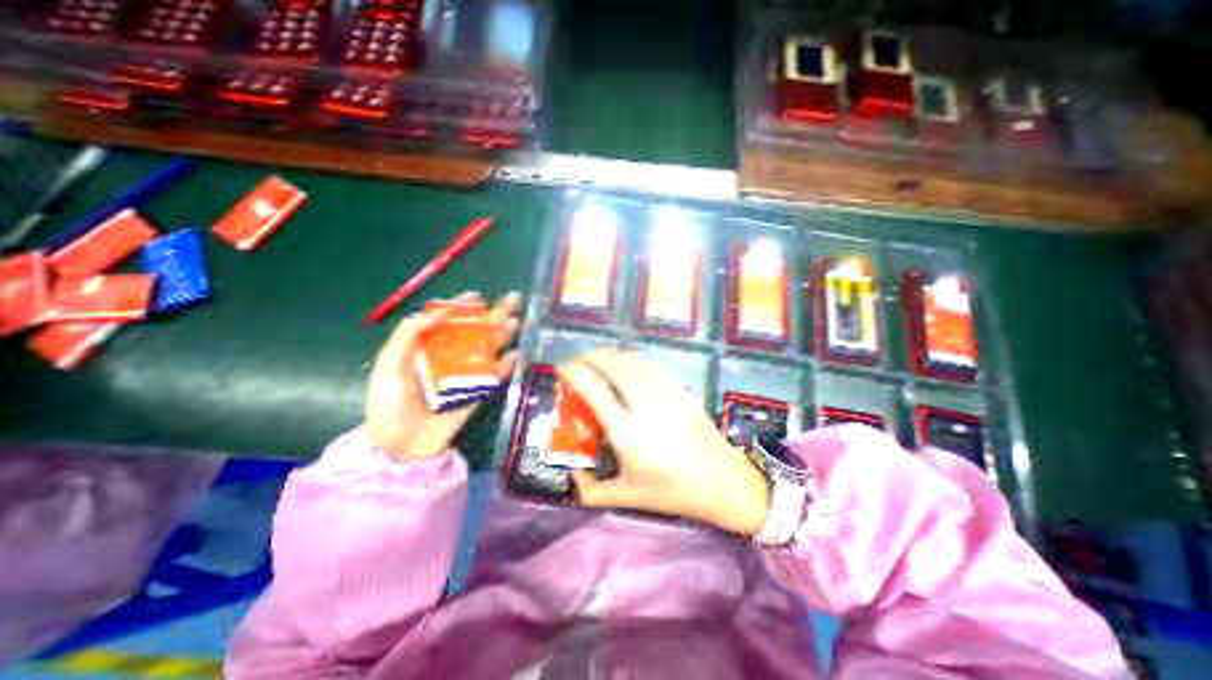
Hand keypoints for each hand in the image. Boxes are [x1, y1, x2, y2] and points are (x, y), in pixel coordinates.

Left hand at [370, 288, 520, 459]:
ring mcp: (466, 374)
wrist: (401, 446)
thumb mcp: (389, 365)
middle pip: (476, 332)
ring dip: (503, 336)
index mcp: (429, 347)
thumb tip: (438, 311)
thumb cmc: (390, 403)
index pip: (449, 321)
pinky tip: (515, 356)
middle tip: (513, 300)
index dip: (463, 306)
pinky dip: (506, 366)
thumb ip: (409, 334)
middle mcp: (451, 357)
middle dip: (494, 316)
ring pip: (489, 350)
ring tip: (515, 322)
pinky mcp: (478, 392)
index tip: (475, 295)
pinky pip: (495, 376)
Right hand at [555, 350, 770, 537]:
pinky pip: (650, 366)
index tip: (562, 367)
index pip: (595, 391)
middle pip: (613, 368)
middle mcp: (644, 407)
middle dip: (590, 357)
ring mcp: (665, 394)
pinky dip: (631, 359)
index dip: (575, 373)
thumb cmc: (672, 491)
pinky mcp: (680, 390)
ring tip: (596, 359)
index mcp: (628, 434)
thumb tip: (572, 473)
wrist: (721, 481)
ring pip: (632, 362)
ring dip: (610, 355)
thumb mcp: (626, 497)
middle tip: (577, 361)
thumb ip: (591, 490)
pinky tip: (625, 363)